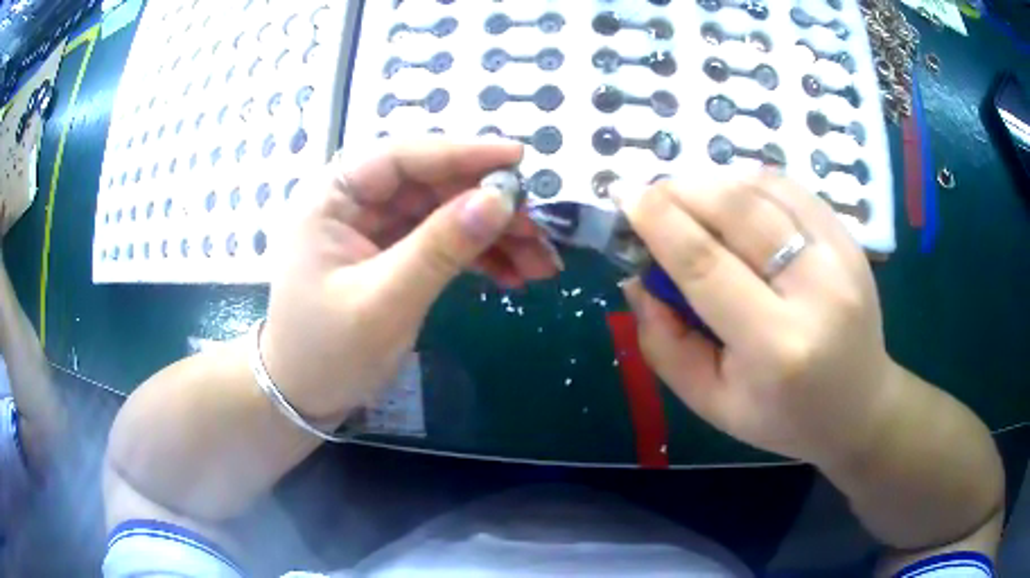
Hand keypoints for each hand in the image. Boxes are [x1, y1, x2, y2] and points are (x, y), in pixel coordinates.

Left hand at [262, 138, 559, 420]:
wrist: (305, 397)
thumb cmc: (326, 352)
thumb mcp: (383, 302)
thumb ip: (440, 248)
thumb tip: (500, 199)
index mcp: (332, 197)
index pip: (401, 157)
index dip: (462, 153)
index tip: (518, 160)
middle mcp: (354, 202)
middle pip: (431, 184)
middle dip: (488, 205)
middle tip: (540, 229)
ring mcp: (375, 228)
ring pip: (444, 213)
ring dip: (494, 234)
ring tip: (542, 262)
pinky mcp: (392, 254)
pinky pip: (442, 242)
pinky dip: (479, 256)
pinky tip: (514, 275)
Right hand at [618, 174, 896, 465]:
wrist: (859, 407)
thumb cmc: (782, 417)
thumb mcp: (711, 403)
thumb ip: (664, 344)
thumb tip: (637, 279)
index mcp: (776, 346)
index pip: (706, 264)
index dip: (659, 222)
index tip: (625, 198)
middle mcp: (815, 290)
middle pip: (738, 211)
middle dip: (681, 189)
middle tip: (650, 195)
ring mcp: (841, 255)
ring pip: (764, 188)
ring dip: (713, 182)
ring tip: (686, 198)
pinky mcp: (850, 238)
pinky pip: (790, 188)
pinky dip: (749, 183)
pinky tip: (732, 200)